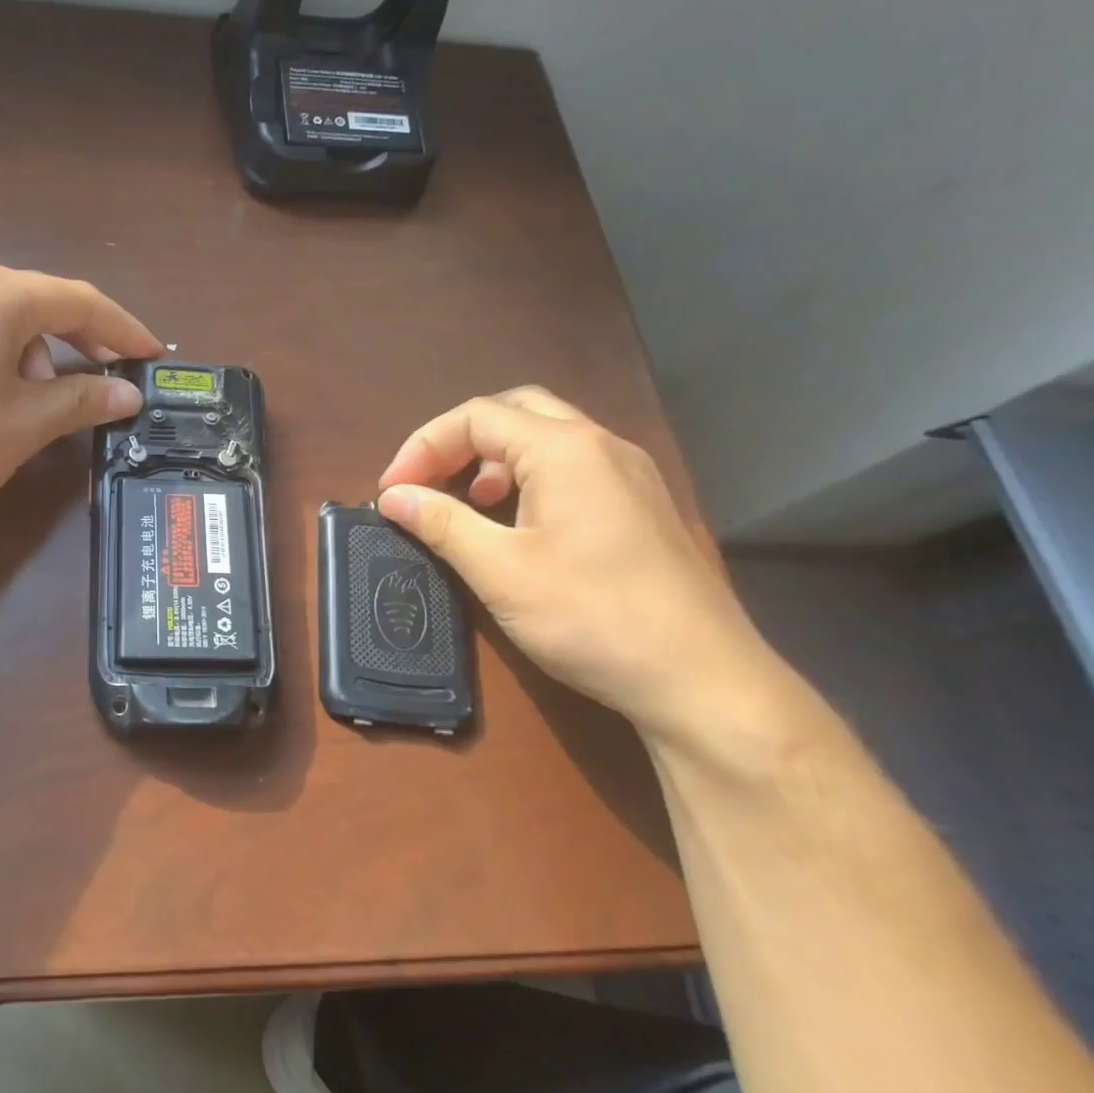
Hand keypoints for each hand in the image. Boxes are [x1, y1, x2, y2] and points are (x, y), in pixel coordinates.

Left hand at [0, 261, 162, 542]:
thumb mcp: (24, 425)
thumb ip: (82, 400)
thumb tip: (129, 394)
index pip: (78, 302)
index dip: (124, 330)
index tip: (154, 357)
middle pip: (37, 304)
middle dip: (78, 344)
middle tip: (107, 384)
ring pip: (0, 319)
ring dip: (35, 355)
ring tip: (38, 405)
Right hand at [377, 387, 785, 752]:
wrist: (703, 681)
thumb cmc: (592, 616)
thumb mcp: (500, 570)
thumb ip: (441, 523)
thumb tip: (392, 496)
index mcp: (565, 449)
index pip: (475, 417)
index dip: (422, 447)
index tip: (391, 493)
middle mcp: (602, 446)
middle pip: (514, 411)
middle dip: (459, 440)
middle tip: (427, 481)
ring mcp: (629, 475)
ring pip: (547, 437)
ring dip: (493, 459)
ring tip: (466, 502)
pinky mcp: (641, 507)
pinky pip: (572, 468)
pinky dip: (528, 479)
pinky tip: (515, 524)